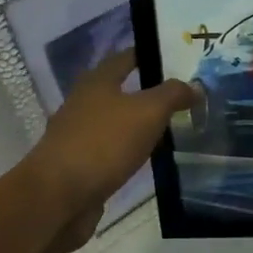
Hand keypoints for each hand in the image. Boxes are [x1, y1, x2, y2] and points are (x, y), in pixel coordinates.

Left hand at [27, 49, 194, 220]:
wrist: (58, 197)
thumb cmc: (103, 143)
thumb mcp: (147, 112)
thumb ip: (173, 95)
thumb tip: (195, 86)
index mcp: (97, 82)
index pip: (125, 57)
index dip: (149, 54)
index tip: (177, 57)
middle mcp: (83, 104)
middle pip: (120, 90)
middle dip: (148, 91)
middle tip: (182, 96)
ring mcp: (78, 136)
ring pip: (116, 122)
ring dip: (139, 124)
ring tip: (172, 127)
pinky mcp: (79, 166)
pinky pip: (111, 150)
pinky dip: (129, 151)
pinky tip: (148, 158)